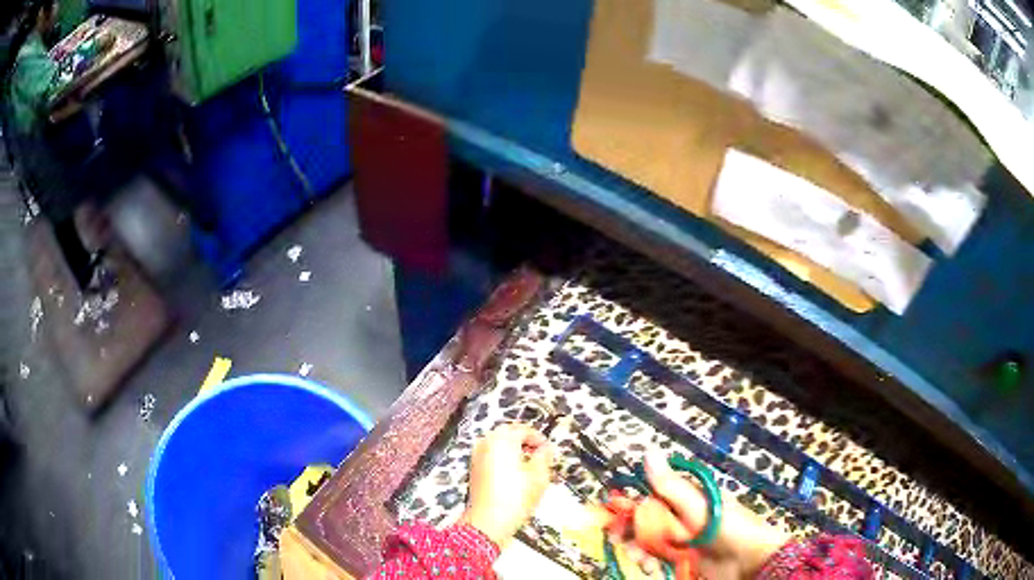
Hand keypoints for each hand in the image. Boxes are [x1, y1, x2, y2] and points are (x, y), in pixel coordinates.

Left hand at [462, 424, 554, 546]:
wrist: (488, 521)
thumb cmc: (516, 497)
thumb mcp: (539, 476)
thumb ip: (544, 457)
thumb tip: (547, 448)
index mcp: (502, 440)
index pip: (523, 430)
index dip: (538, 438)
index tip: (549, 450)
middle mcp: (487, 443)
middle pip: (507, 434)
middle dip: (524, 441)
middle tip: (540, 454)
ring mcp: (477, 456)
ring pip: (497, 444)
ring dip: (512, 449)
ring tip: (528, 465)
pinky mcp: (473, 469)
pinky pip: (490, 455)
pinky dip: (502, 458)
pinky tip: (513, 474)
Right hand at [619, 452, 790, 578]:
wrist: (748, 559)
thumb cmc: (725, 526)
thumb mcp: (696, 504)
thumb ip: (669, 484)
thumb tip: (648, 451)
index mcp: (686, 497)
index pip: (650, 496)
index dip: (630, 506)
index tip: (611, 516)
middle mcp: (680, 516)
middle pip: (645, 521)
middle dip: (630, 532)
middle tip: (618, 541)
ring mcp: (680, 538)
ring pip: (648, 541)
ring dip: (638, 550)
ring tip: (640, 560)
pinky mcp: (681, 558)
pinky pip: (657, 557)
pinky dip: (649, 562)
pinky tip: (650, 567)